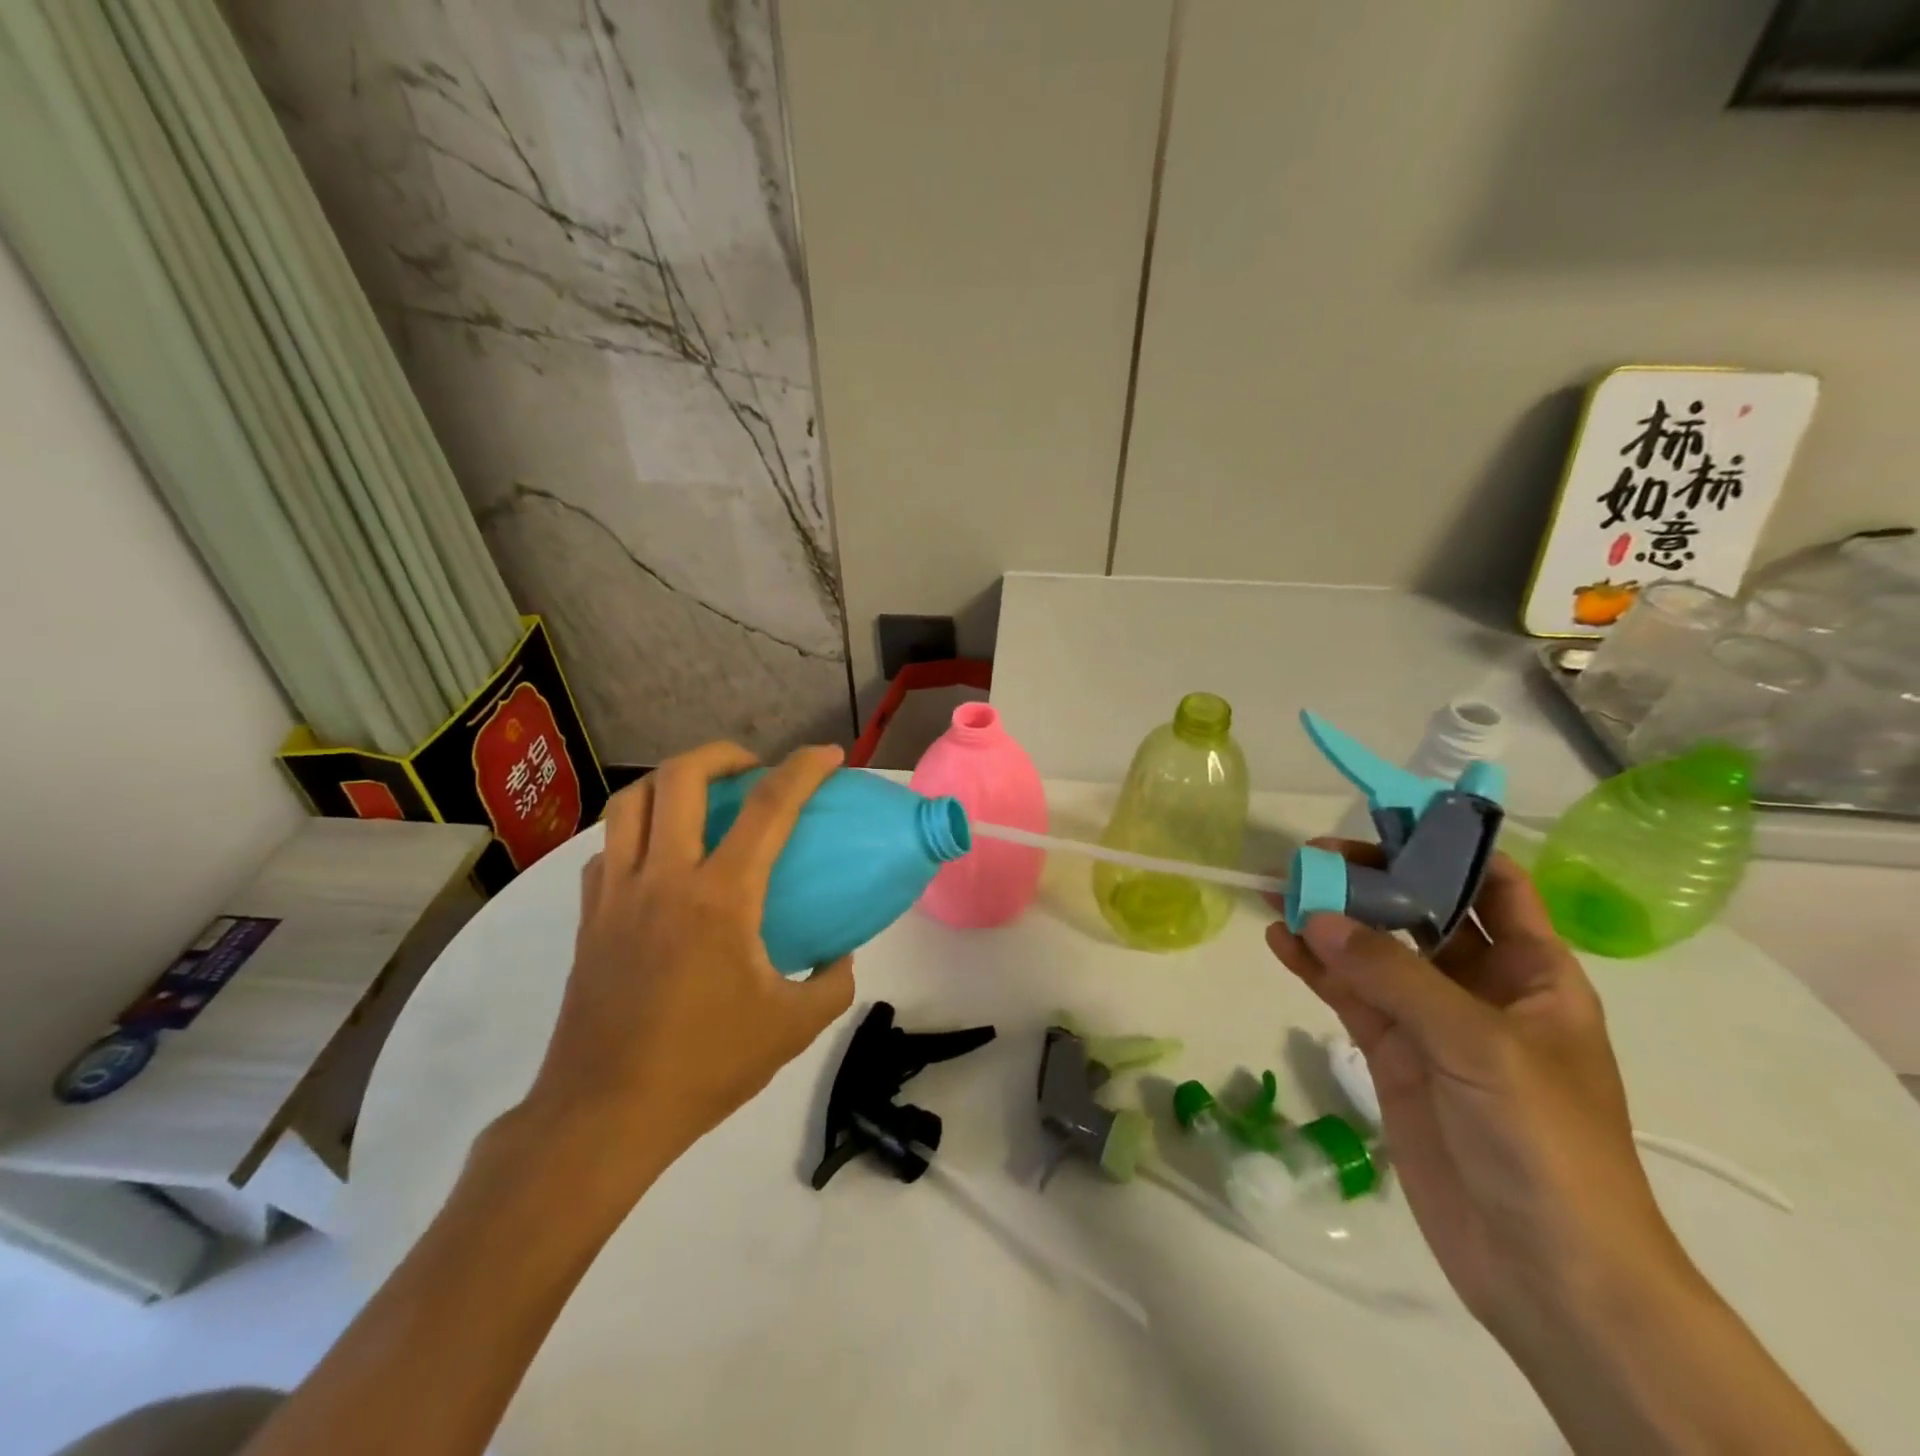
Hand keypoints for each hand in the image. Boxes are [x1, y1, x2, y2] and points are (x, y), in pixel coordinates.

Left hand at [516, 742, 855, 1195]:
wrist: (605, 1114)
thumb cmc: (705, 1065)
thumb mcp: (793, 1027)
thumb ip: (833, 982)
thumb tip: (841, 955)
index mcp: (720, 898)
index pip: (769, 809)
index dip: (803, 770)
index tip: (828, 755)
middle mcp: (663, 878)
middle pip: (680, 778)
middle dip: (722, 754)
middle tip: (751, 768)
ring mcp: (616, 894)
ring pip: (630, 802)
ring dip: (670, 781)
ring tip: (700, 796)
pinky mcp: (588, 918)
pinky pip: (607, 849)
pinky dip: (635, 832)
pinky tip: (658, 858)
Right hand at [1265, 844, 1686, 1334]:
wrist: (1547, 1272)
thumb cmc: (1545, 1145)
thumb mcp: (1479, 1046)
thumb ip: (1394, 975)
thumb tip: (1315, 916)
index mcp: (1533, 973)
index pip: (1492, 885)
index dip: (1446, 845)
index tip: (1385, 816)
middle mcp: (1481, 987)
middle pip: (1420, 910)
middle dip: (1370, 879)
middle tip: (1310, 859)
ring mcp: (1431, 1022)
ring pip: (1373, 951)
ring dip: (1331, 920)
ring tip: (1279, 890)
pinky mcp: (1392, 1055)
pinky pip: (1348, 995)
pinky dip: (1314, 967)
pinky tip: (1279, 942)